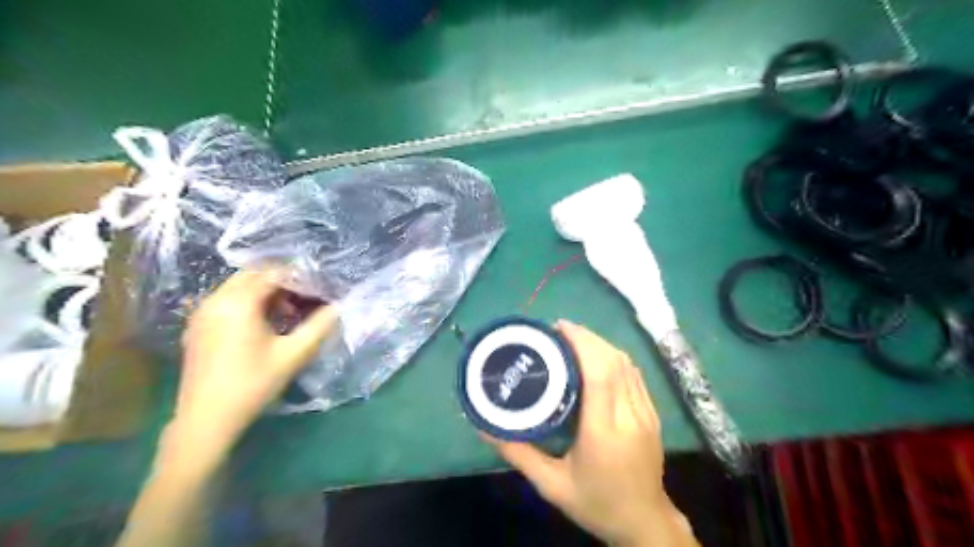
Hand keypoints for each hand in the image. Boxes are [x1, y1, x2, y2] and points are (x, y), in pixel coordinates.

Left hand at [174, 268, 339, 452]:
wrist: (207, 420)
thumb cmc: (254, 384)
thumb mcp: (294, 354)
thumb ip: (320, 326)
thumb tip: (338, 307)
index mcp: (238, 302)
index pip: (274, 273)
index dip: (300, 278)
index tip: (319, 289)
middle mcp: (216, 300)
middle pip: (253, 274)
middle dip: (282, 281)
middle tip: (305, 298)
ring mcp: (203, 313)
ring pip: (239, 287)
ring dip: (265, 291)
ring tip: (288, 312)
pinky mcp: (197, 326)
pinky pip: (227, 300)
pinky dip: (249, 302)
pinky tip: (264, 324)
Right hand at [482, 320, 696, 546]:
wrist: (644, 524)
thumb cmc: (596, 504)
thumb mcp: (551, 485)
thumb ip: (518, 453)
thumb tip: (485, 427)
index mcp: (604, 431)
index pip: (599, 372)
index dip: (581, 342)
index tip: (558, 328)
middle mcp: (629, 415)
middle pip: (613, 361)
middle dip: (587, 337)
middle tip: (558, 331)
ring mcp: (646, 413)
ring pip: (627, 364)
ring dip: (601, 344)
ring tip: (574, 339)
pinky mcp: (653, 414)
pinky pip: (635, 374)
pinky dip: (614, 357)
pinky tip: (596, 356)